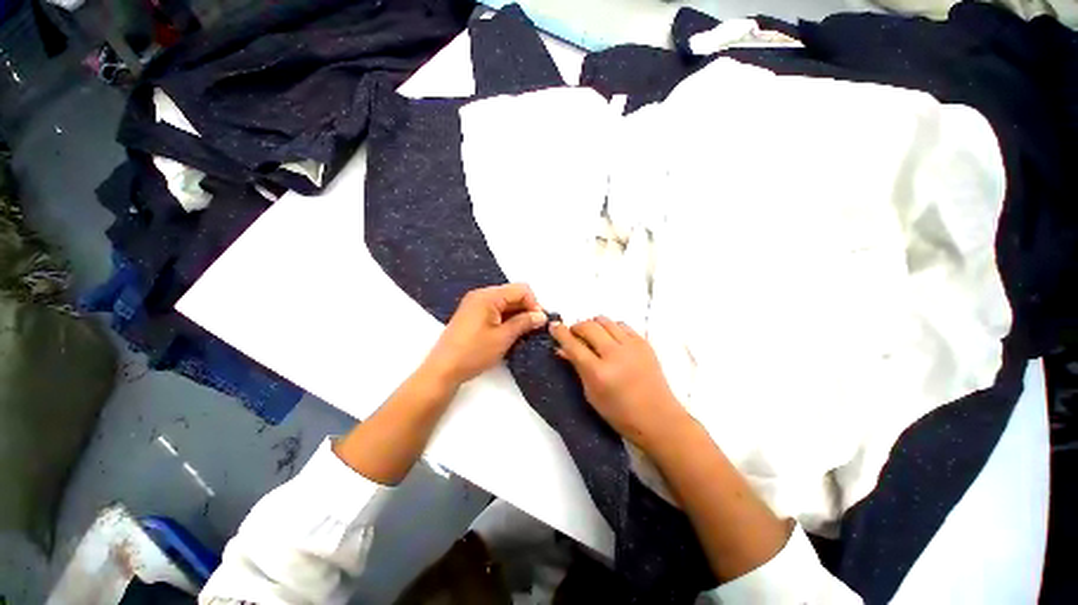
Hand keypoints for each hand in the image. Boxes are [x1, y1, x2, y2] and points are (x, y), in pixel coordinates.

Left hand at [422, 284, 547, 387]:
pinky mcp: (472, 315)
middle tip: (534, 328)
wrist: (443, 370)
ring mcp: (475, 304)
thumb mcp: (503, 337)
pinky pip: (495, 310)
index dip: (534, 303)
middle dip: (526, 308)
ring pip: (505, 303)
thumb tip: (542, 316)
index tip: (539, 322)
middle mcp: (481, 295)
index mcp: (488, 296)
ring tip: (524, 332)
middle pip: (512, 294)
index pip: (521, 289)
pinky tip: (510, 332)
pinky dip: (506, 318)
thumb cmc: (474, 352)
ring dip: (517, 315)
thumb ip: (524, 322)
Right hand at [550, 317, 687, 450]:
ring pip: (605, 321)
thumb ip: (577, 368)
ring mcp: (632, 346)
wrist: (658, 418)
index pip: (573, 345)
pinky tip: (611, 339)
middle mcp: (615, 354)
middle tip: (573, 335)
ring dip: (593, 325)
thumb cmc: (619, 413)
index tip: (553, 326)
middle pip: (588, 326)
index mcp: (599, 372)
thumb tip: (561, 349)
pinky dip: (611, 328)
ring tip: (592, 336)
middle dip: (576, 327)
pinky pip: (622, 325)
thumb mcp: (592, 394)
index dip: (560, 333)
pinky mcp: (644, 343)